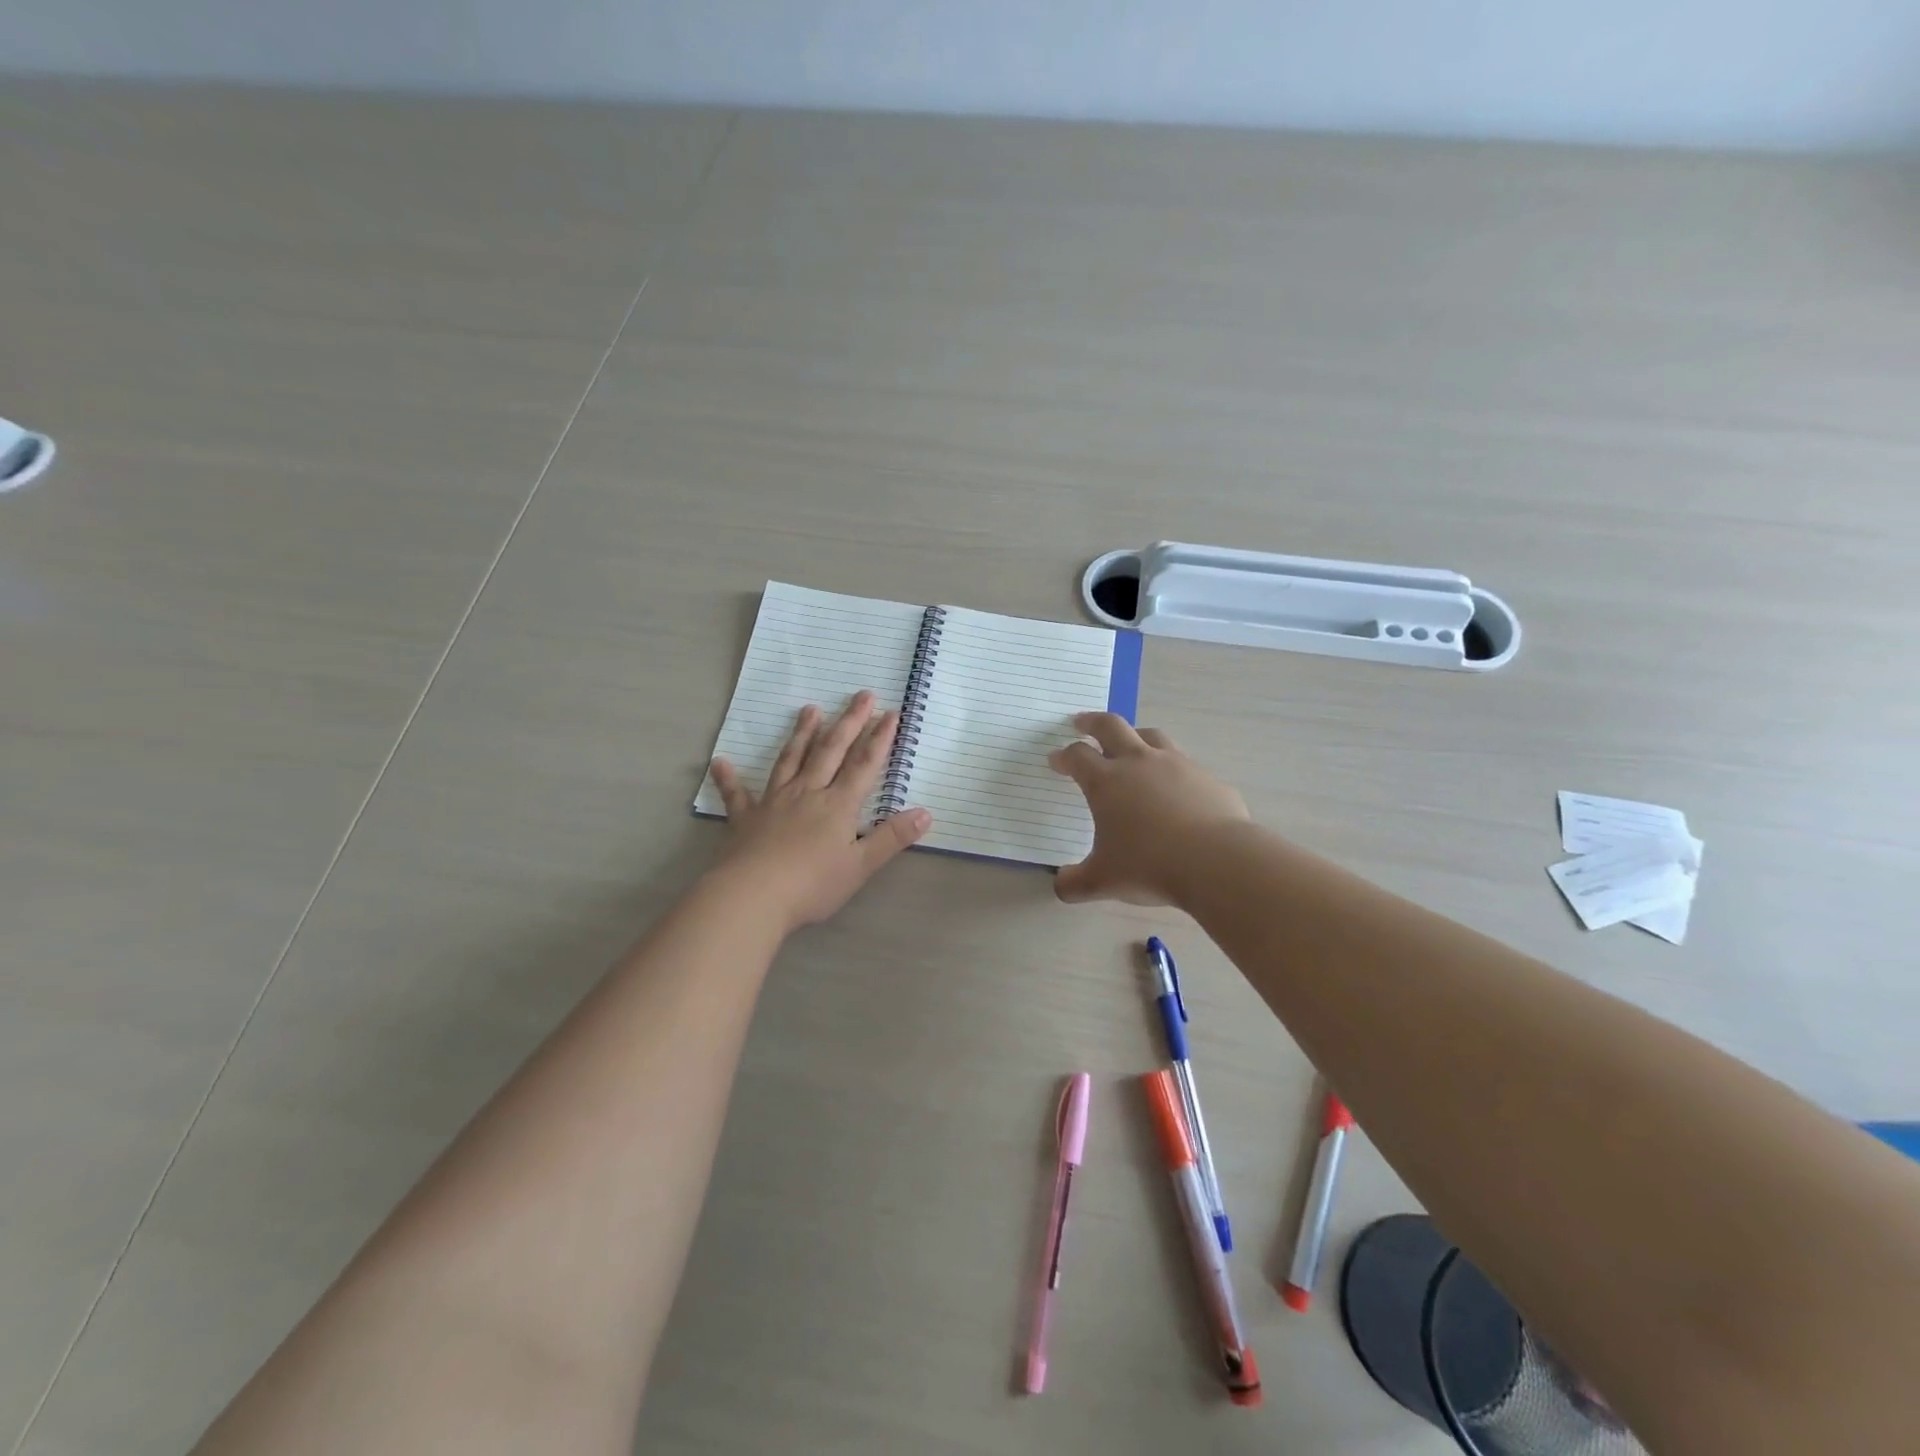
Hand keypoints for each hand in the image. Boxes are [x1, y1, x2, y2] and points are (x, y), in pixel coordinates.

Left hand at [709, 692, 932, 931]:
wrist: (753, 896)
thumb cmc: (812, 884)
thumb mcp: (861, 866)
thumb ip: (892, 838)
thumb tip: (926, 813)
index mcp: (838, 805)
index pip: (864, 764)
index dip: (879, 738)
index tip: (890, 712)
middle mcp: (808, 793)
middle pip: (831, 751)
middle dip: (849, 722)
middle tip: (861, 695)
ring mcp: (774, 801)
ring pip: (791, 760)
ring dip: (803, 734)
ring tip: (810, 710)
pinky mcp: (746, 818)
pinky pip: (737, 794)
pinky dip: (729, 777)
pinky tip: (721, 761)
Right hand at [1048, 712, 1249, 905]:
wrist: (1216, 862)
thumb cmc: (1149, 866)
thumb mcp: (1103, 881)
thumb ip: (1075, 883)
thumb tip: (1061, 886)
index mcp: (1106, 782)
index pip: (1078, 756)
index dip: (1064, 756)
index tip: (1056, 760)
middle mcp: (1139, 763)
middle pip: (1111, 726)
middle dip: (1092, 722)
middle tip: (1081, 722)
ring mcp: (1178, 765)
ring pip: (1151, 736)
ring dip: (1135, 735)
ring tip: (1131, 743)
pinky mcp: (1208, 779)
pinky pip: (1186, 766)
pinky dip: (1174, 770)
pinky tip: (1177, 789)